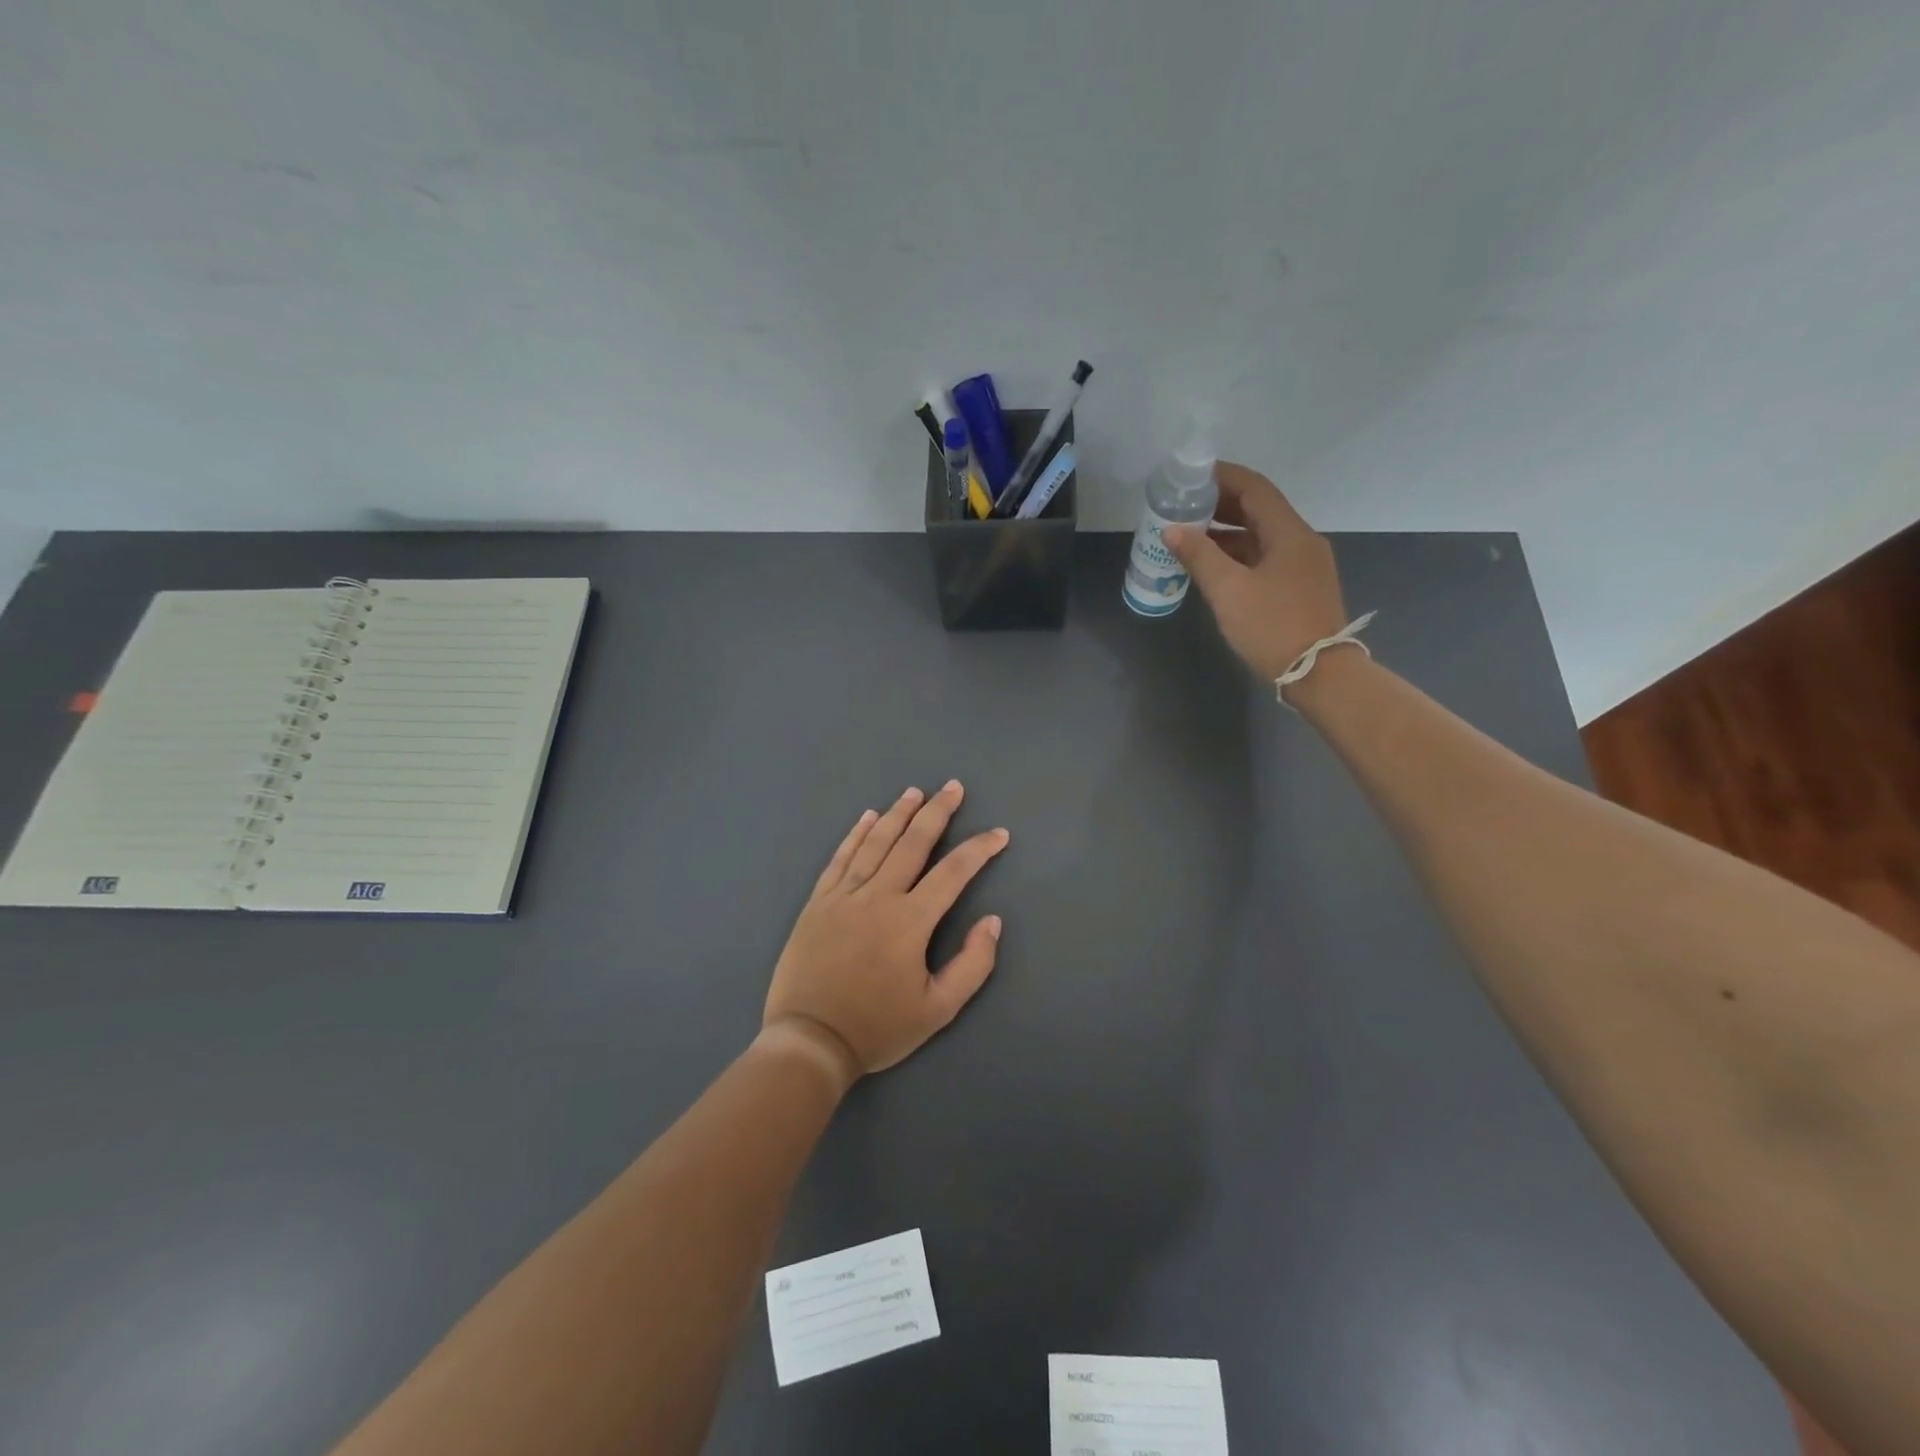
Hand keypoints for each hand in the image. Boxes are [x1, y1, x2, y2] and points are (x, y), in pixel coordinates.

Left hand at [763, 782, 1009, 1079]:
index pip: (953, 872)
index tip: (998, 834)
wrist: (809, 1041)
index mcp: (910, 921)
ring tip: (915, 792)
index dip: (979, 849)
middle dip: (937, 812)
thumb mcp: (938, 1009)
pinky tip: (868, 818)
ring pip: (876, 843)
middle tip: (953, 787)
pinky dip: (856, 835)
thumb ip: (972, 964)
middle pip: (913, 843)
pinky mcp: (818, 903)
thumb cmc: (877, 1028)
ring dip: (898, 814)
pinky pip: (840, 859)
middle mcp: (878, 896)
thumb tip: (992, 921)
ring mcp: (844, 896)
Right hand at [1162, 463, 1349, 682]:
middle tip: (1183, 506)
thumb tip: (1172, 529)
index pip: (1254, 488)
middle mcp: (1301, 541)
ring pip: (1260, 535)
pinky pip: (1264, 557)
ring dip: (1226, 531)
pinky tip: (1212, 565)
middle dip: (1220, 504)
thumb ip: (1199, 556)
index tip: (1190, 476)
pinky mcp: (1299, 587)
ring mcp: (1303, 565)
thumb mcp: (1228, 591)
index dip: (1222, 477)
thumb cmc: (1272, 627)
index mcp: (1289, 533)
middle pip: (1258, 509)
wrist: (1319, 674)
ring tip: (1189, 535)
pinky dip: (1238, 554)